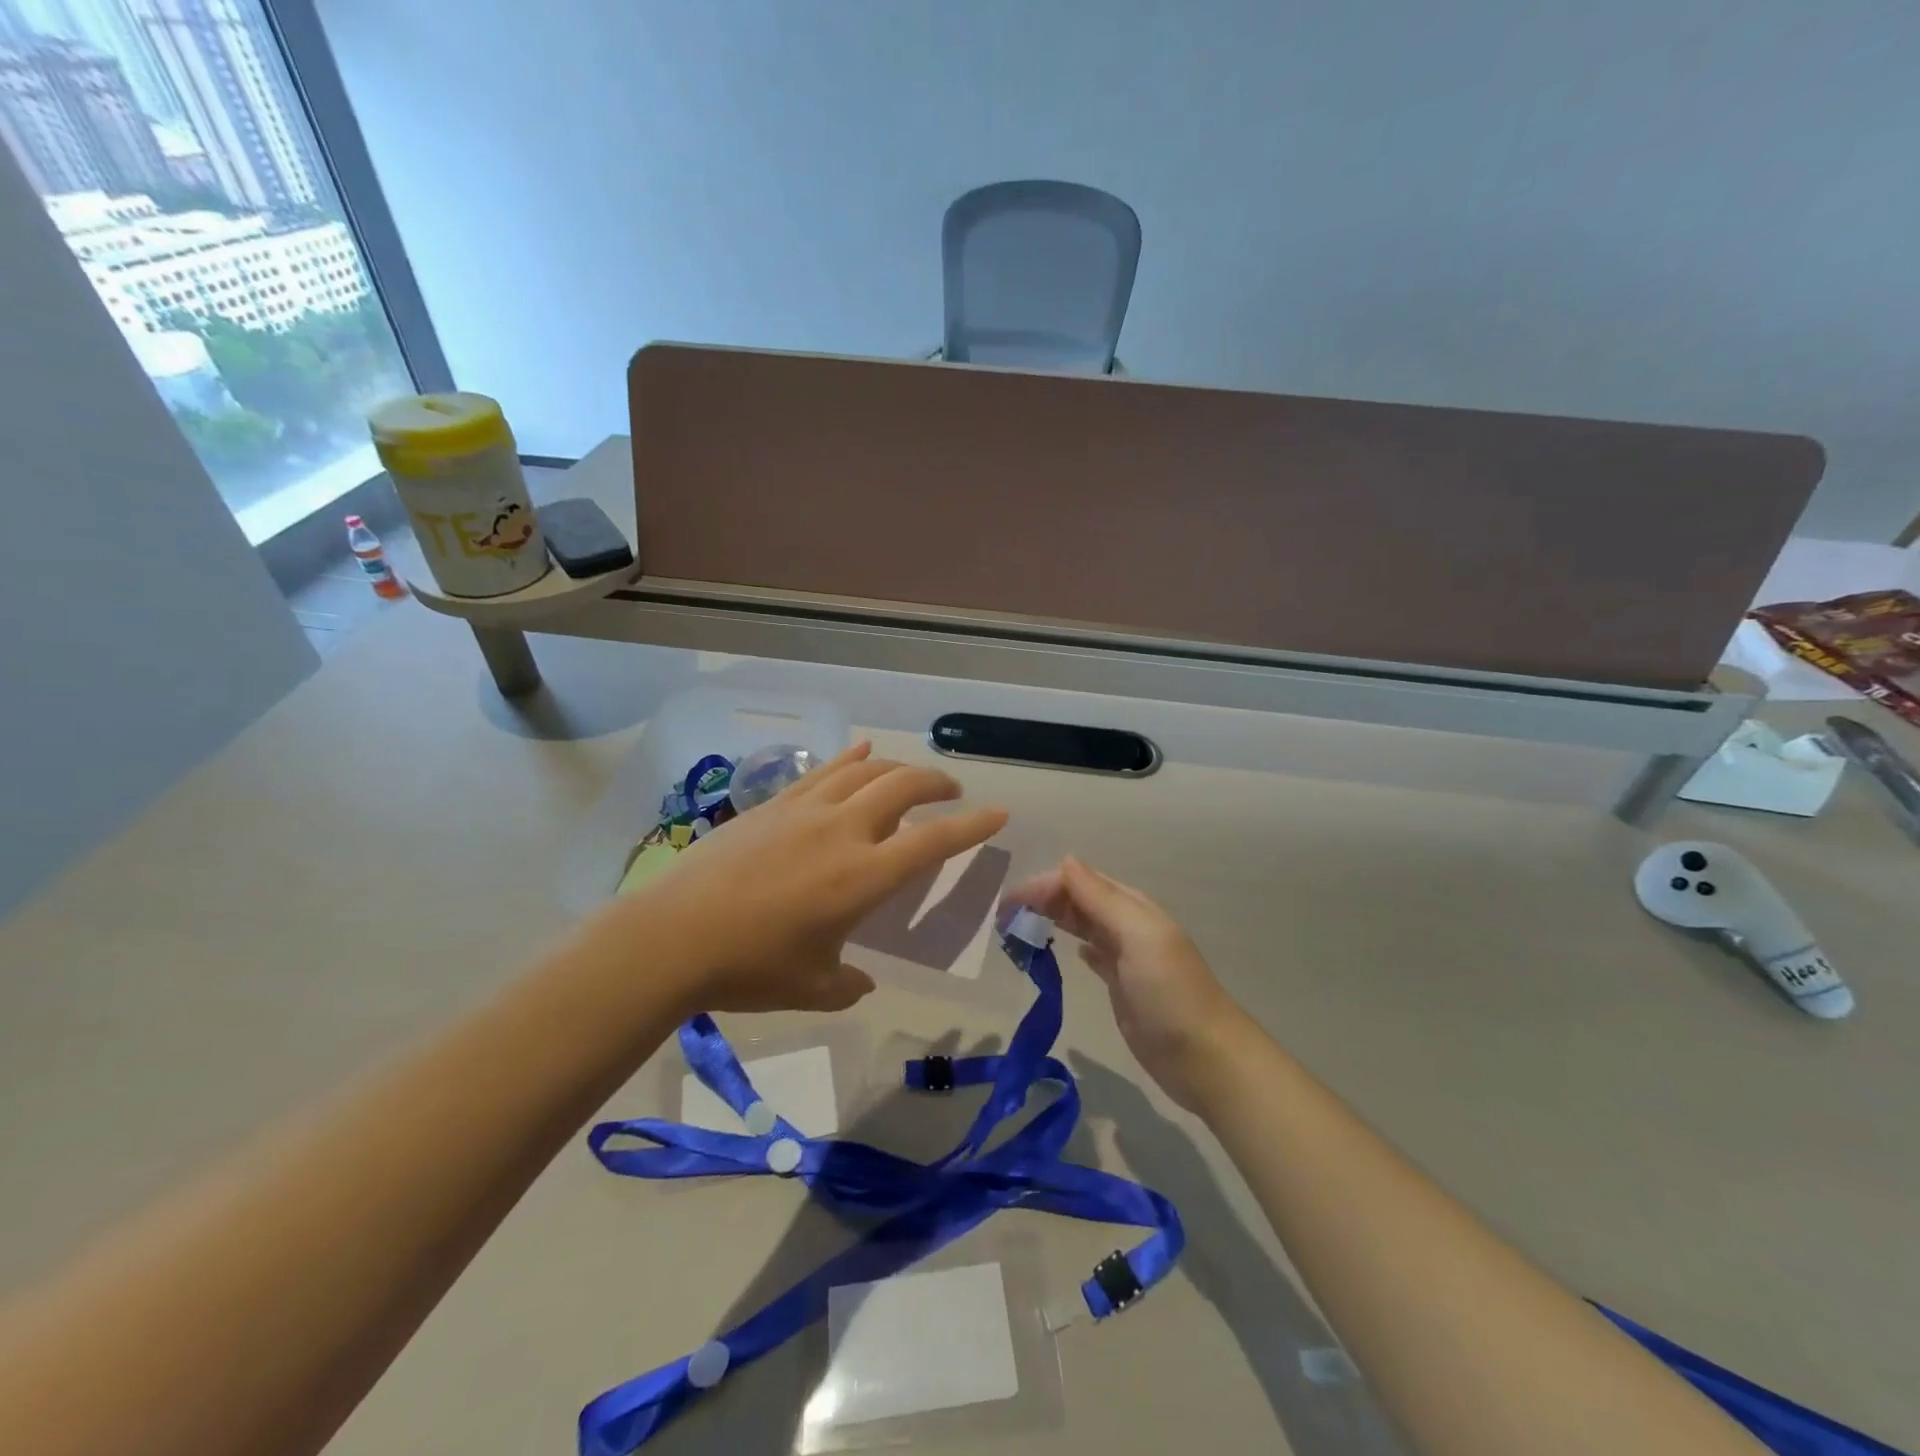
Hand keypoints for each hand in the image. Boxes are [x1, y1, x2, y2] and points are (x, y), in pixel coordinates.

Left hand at [607, 743, 1006, 1014]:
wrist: (672, 936)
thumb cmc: (750, 967)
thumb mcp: (812, 987)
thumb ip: (848, 984)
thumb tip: (861, 982)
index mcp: (863, 876)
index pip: (933, 842)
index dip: (972, 827)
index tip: (998, 813)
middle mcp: (843, 831)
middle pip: (903, 787)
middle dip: (936, 783)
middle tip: (952, 791)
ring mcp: (806, 810)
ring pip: (865, 770)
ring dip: (897, 768)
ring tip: (911, 775)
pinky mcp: (774, 804)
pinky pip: (822, 771)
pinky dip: (849, 758)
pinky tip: (861, 751)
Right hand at [1005, 857, 1250, 1112]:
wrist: (1204, 1058)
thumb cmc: (1169, 992)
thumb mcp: (1137, 936)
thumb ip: (1101, 898)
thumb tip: (1066, 861)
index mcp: (1132, 907)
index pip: (1079, 881)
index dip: (1044, 885)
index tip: (1009, 904)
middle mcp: (1127, 926)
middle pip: (1079, 900)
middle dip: (1042, 900)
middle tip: (1004, 916)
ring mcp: (1125, 957)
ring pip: (1082, 925)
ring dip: (1053, 919)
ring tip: (1019, 927)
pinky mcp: (1121, 986)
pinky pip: (1092, 954)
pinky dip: (1073, 945)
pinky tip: (1062, 949)